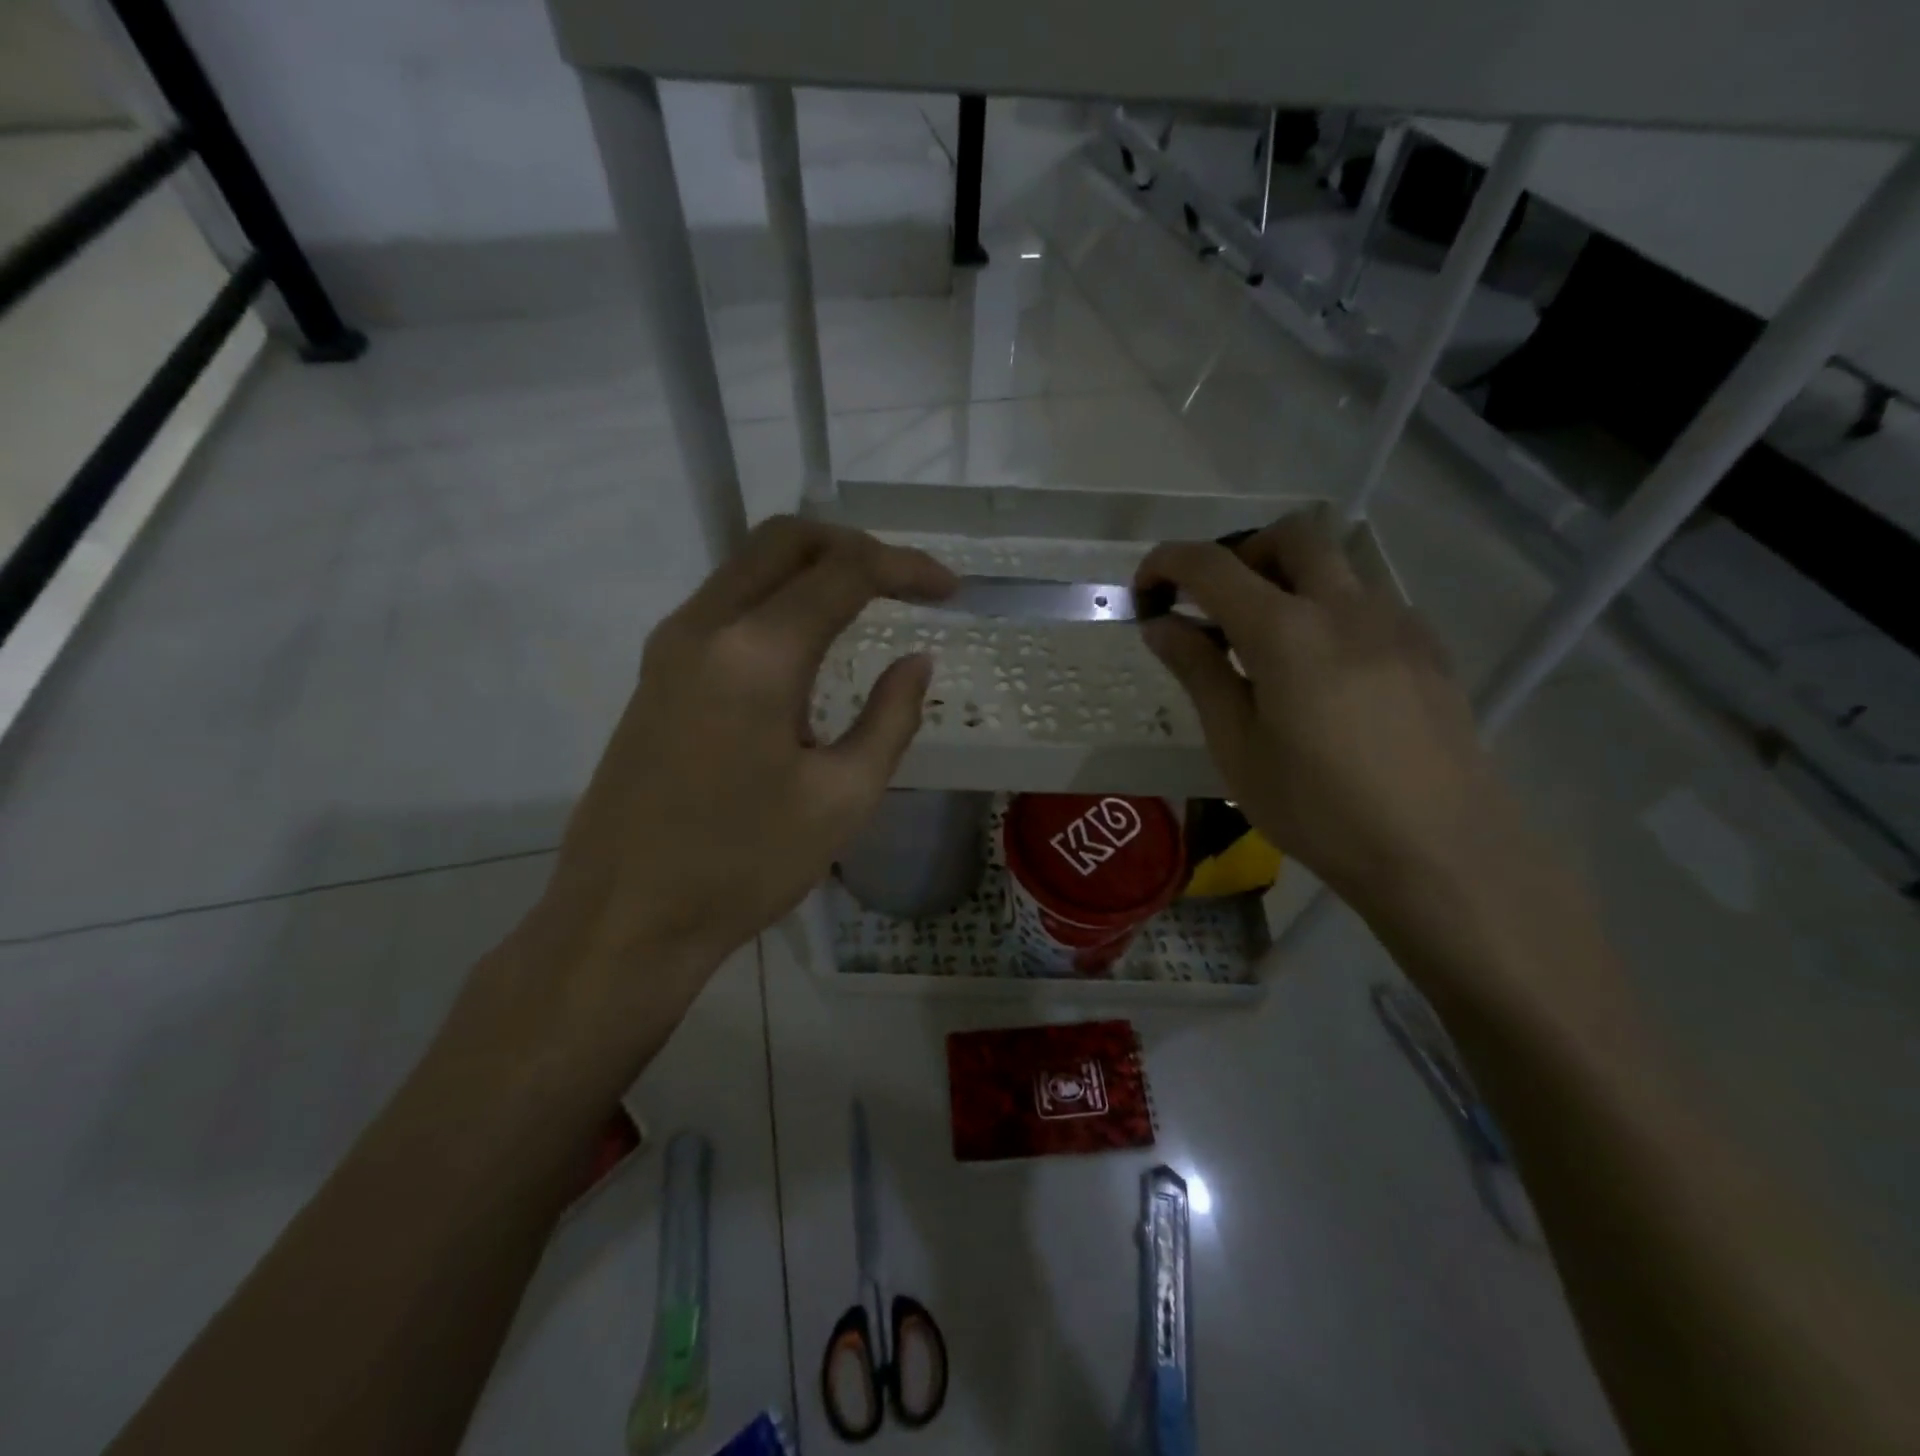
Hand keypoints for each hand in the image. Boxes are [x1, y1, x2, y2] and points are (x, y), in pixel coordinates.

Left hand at [470, 517, 955, 1097]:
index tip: (950, 590)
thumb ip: (890, 718)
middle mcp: (703, 626)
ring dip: (813, 567)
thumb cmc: (743, 865)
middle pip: (785, 539)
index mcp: (755, 653)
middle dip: (855, 545)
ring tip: (869, 604)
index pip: (843, 571)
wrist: (624, 918)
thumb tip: (916, 662)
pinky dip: (777, 597)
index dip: (905, 568)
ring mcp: (669, 645)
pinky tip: (809, 643)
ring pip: (748, 564)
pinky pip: (725, 602)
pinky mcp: (655, 672)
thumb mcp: (842, 798)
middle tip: (906, 583)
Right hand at [1136, 508, 1522, 909]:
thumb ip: (1199, 674)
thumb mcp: (1237, 748)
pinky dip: (1330, 610)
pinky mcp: (1429, 648)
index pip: (1213, 566)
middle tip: (1218, 609)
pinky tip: (1326, 674)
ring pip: (1337, 564)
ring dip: (1290, 580)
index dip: (1167, 564)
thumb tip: (1163, 626)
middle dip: (1241, 554)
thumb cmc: (1319, 809)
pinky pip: (1370, 601)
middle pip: (1291, 535)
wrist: (1441, 852)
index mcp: (1286, 633)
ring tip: (1270, 647)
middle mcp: (1345, 608)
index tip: (1145, 592)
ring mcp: (1397, 623)